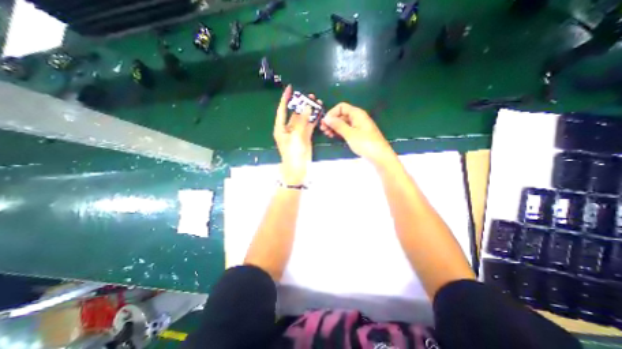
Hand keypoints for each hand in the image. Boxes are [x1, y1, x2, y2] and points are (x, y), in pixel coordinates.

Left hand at [275, 84, 319, 185]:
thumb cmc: (293, 153)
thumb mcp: (296, 136)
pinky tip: (318, 112)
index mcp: (281, 128)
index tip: (290, 88)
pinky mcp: (305, 137)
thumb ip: (301, 121)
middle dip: (301, 104)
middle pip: (294, 113)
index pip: (282, 110)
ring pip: (303, 118)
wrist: (298, 169)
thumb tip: (307, 107)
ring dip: (309, 111)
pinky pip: (309, 125)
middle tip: (310, 95)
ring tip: (316, 102)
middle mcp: (288, 129)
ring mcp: (298, 132)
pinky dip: (313, 119)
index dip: (285, 99)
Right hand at [318, 102, 395, 165]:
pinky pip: (346, 130)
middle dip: (332, 121)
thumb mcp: (350, 133)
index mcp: (357, 114)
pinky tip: (333, 136)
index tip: (325, 122)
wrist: (379, 156)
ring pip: (343, 123)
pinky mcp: (357, 134)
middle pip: (341, 115)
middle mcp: (357, 118)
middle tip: (323, 129)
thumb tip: (326, 118)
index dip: (332, 113)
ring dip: (334, 127)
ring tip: (326, 134)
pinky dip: (339, 132)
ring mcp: (357, 126)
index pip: (341, 107)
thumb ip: (338, 125)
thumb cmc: (365, 143)